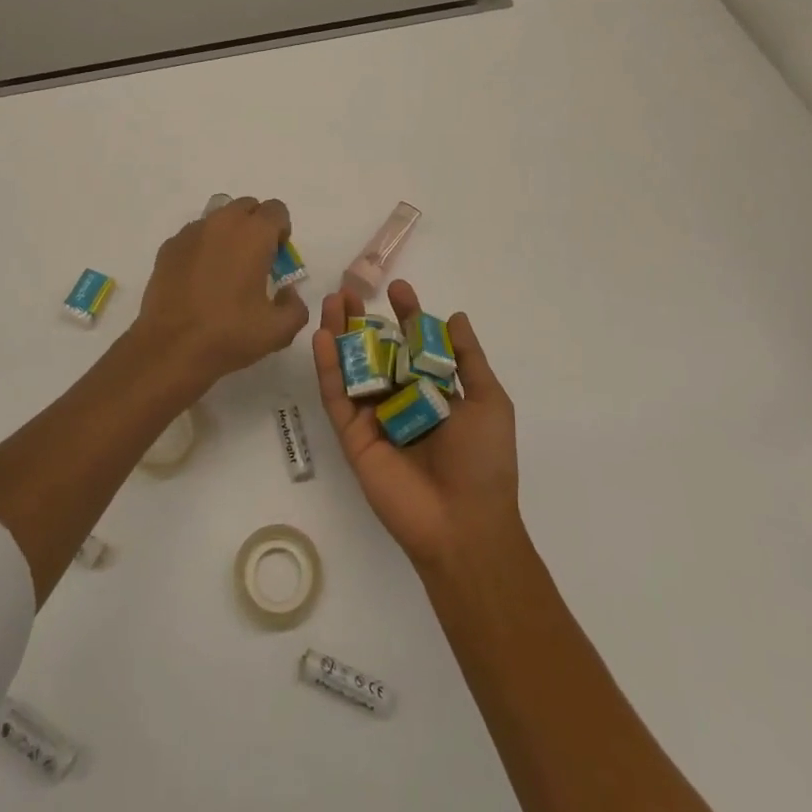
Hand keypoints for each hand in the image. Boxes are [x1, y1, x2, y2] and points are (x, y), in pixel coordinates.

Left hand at [131, 196, 309, 390]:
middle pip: (247, 207)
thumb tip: (288, 293)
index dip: (281, 231)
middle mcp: (222, 223)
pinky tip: (199, 280)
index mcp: (253, 234)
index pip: (276, 210)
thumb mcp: (279, 330)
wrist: (170, 348)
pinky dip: (203, 248)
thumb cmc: (229, 335)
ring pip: (218, 218)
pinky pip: (194, 236)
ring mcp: (191, 232)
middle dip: (256, 227)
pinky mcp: (168, 247)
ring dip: (229, 234)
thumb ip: (295, 306)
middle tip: (255, 261)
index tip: (278, 258)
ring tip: (225, 270)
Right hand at [312, 280, 519, 569]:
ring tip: (331, 303)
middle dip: (363, 321)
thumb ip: (468, 358)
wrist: (464, 523)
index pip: (414, 345)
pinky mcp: (352, 436)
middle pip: (376, 351)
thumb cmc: (484, 460)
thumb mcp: (489, 401)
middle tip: (348, 291)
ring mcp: (374, 417)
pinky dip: (328, 367)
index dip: (406, 316)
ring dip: (340, 335)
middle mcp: (401, 400)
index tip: (398, 289)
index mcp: (433, 391)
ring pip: (352, 368)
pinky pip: (338, 397)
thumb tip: (455, 316)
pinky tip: (323, 337)